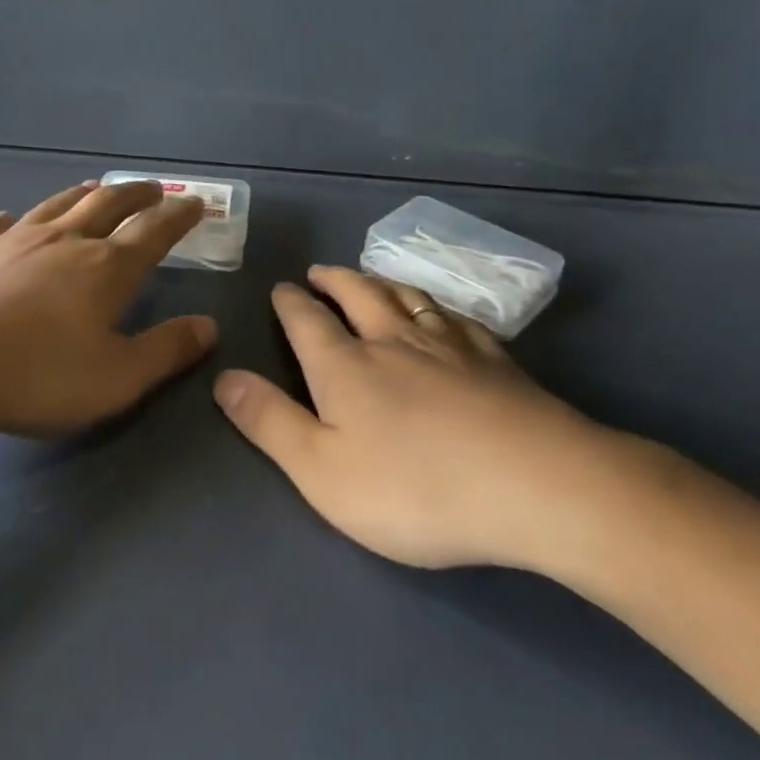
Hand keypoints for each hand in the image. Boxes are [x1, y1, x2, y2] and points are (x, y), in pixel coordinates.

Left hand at [0, 180, 215, 445]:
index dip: (178, 216)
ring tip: (96, 188)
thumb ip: (166, 351)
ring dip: (83, 195)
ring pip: (57, 205)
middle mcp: (63, 241)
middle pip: (108, 204)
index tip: (195, 203)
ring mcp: (11, 239)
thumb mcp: (116, 378)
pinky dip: (13, 220)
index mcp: (105, 268)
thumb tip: (209, 326)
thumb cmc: (34, 376)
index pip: (154, 231)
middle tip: (152, 188)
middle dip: (136, 194)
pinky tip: (9, 220)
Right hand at [213, 266, 645, 572]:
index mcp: (346, 366)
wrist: (535, 487)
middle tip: (320, 271)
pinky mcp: (497, 362)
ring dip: (382, 282)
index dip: (290, 302)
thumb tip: (224, 377)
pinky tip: (444, 314)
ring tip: (371, 278)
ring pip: (409, 298)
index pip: (307, 320)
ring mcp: (451, 347)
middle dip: (334, 280)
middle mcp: (394, 341)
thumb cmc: (415, 488)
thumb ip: (269, 422)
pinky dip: (438, 307)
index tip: (282, 287)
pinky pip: (458, 319)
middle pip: (359, 294)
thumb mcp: (322, 471)